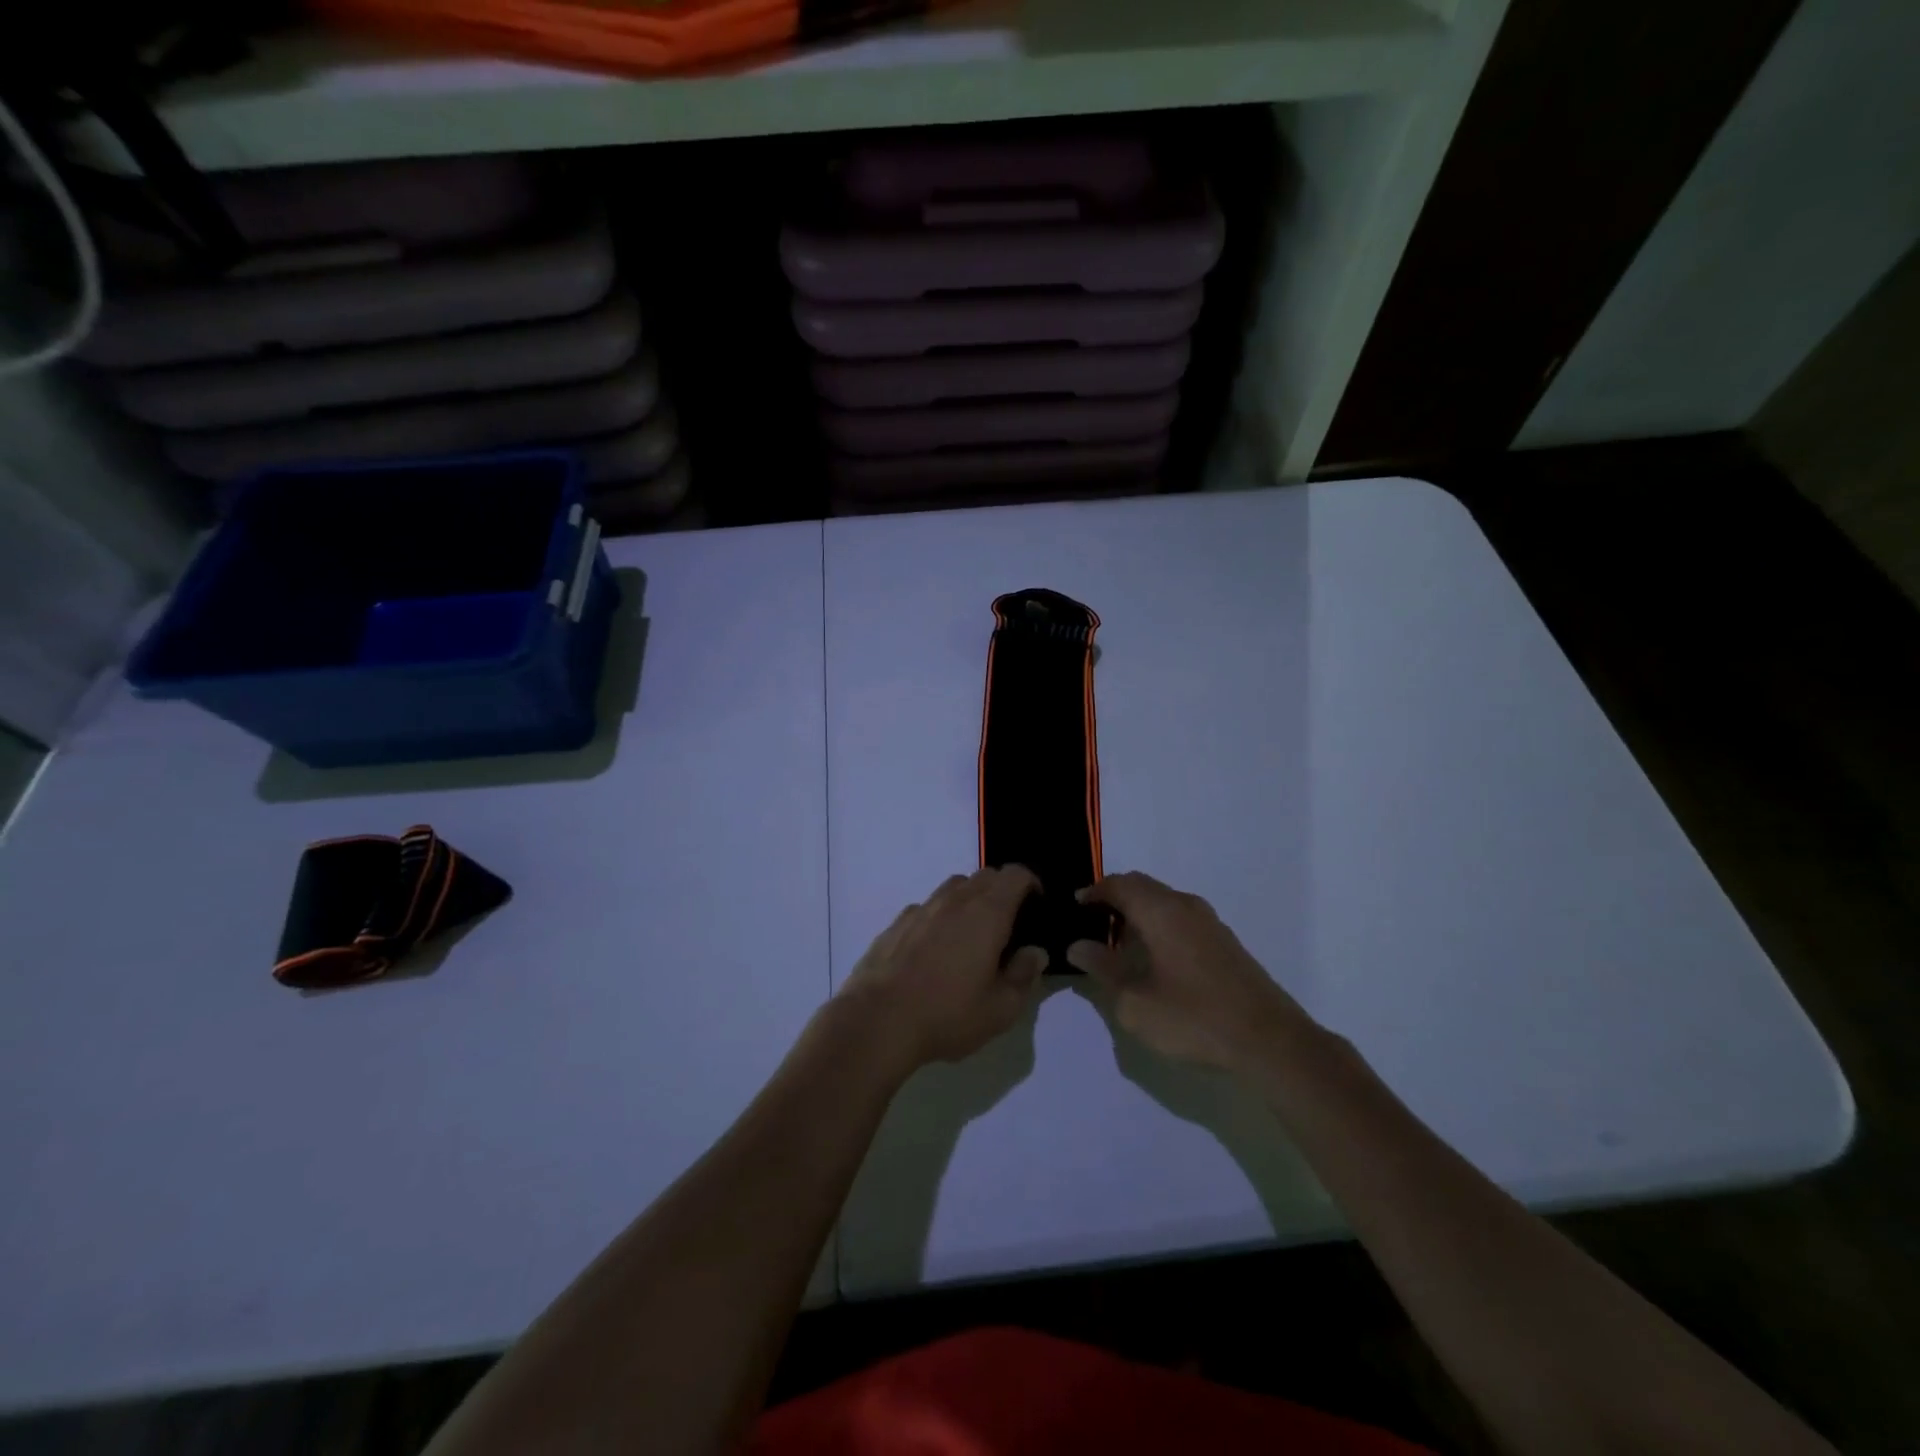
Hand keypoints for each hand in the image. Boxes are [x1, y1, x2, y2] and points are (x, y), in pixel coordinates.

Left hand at [836, 866, 1047, 1070]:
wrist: (878, 1020)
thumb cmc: (947, 1014)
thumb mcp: (1001, 1009)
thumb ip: (1024, 976)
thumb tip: (1034, 952)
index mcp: (987, 913)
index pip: (1015, 875)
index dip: (1031, 883)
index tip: (1036, 906)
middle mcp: (955, 900)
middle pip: (985, 875)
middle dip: (1003, 891)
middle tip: (1009, 925)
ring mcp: (922, 908)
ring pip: (954, 887)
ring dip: (970, 900)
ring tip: (972, 936)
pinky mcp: (896, 923)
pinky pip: (927, 907)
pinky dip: (940, 917)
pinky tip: (935, 950)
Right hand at [1066, 871, 1309, 1071]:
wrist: (1269, 1041)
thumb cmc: (1194, 1018)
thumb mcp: (1135, 1002)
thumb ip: (1103, 969)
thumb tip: (1078, 946)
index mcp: (1161, 911)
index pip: (1119, 884)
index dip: (1094, 892)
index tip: (1075, 906)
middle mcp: (1185, 905)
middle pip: (1142, 886)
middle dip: (1114, 898)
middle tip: (1092, 922)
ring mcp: (1209, 922)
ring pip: (1163, 901)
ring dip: (1138, 912)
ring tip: (1119, 943)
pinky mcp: (1224, 941)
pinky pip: (1180, 917)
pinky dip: (1159, 924)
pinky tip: (1154, 957)